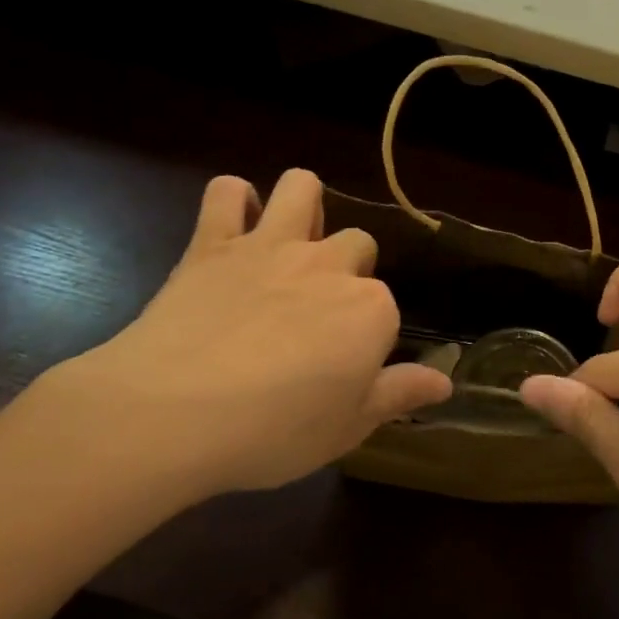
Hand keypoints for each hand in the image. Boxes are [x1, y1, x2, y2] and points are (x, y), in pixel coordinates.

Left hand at [38, 169, 450, 505]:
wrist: (172, 414)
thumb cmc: (273, 431)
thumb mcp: (348, 428)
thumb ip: (399, 394)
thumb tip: (445, 381)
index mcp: (370, 310)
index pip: (385, 308)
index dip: (367, 335)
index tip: (345, 366)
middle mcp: (329, 265)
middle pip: (357, 243)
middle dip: (347, 268)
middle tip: (317, 313)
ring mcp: (271, 246)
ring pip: (301, 187)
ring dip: (303, 203)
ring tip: (292, 239)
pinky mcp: (213, 242)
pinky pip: (226, 193)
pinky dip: (233, 201)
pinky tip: (234, 225)